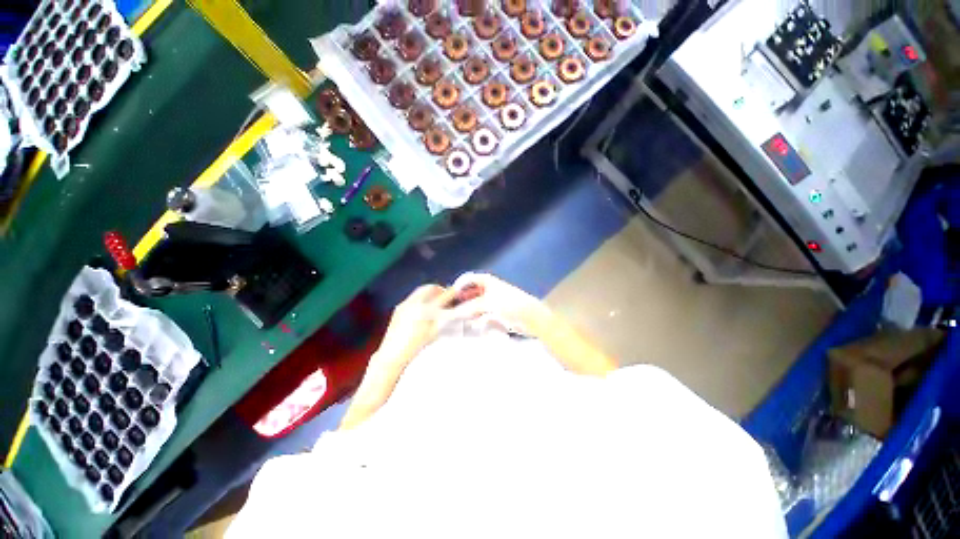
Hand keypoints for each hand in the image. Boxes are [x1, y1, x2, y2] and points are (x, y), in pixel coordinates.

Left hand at [373, 284, 457, 366]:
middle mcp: (414, 303)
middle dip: (440, 290)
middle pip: (431, 288)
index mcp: (425, 310)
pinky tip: (423, 307)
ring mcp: (405, 304)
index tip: (457, 291)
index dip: (452, 293)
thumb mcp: (435, 331)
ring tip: (435, 301)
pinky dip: (421, 297)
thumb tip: (453, 308)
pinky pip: (413, 296)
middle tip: (446, 296)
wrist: (394, 353)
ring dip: (430, 292)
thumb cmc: (416, 345)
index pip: (443, 297)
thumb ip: (445, 318)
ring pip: (421, 290)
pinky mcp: (399, 307)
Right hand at [446, 273, 551, 335]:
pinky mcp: (494, 312)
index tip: (446, 299)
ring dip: (465, 309)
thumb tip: (451, 313)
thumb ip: (468, 307)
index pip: (466, 279)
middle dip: (459, 299)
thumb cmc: (509, 304)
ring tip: (453, 318)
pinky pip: (479, 312)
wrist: (530, 317)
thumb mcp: (487, 302)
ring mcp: (491, 300)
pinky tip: (466, 323)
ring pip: (473, 303)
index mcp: (486, 280)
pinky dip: (472, 316)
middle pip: (469, 291)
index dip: (456, 287)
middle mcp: (487, 288)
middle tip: (446, 310)